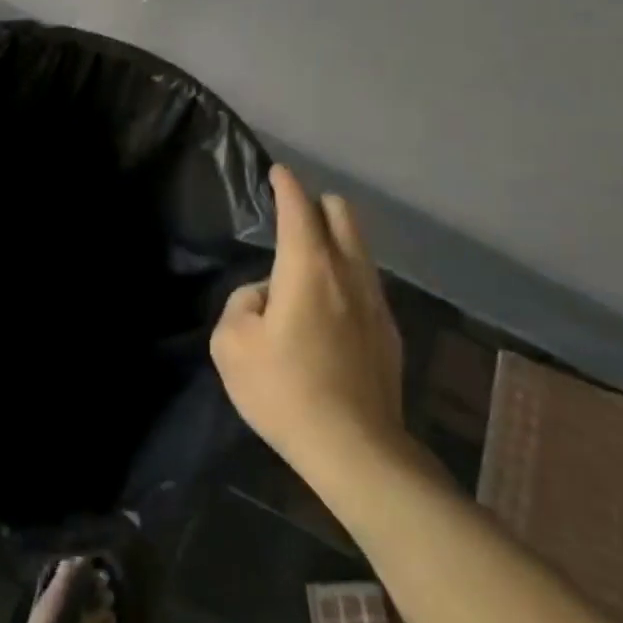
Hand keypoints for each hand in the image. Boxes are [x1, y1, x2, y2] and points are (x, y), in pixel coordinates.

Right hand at [211, 166, 409, 480]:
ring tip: (309, 264)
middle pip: (343, 216)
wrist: (355, 449)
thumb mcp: (231, 344)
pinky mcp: (390, 334)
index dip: (286, 185)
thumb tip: (266, 295)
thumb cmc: (284, 390)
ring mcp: (376, 303)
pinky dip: (347, 277)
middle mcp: (348, 274)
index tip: (278, 172)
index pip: (298, 209)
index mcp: (308, 268)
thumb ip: (242, 303)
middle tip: (294, 219)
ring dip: (336, 241)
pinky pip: (366, 284)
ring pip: (360, 249)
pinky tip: (330, 309)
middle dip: (318, 206)